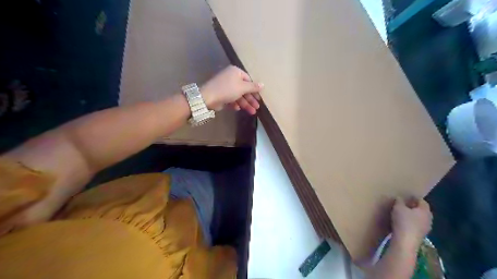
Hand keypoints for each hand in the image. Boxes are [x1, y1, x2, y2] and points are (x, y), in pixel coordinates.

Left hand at [200, 65, 262, 113]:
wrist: (208, 97)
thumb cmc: (227, 89)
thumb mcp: (242, 87)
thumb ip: (253, 87)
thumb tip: (263, 84)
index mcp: (236, 72)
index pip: (248, 80)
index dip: (254, 89)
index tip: (259, 98)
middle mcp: (231, 77)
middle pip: (244, 89)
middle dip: (250, 99)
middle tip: (257, 107)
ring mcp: (225, 87)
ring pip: (238, 95)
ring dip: (245, 104)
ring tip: (252, 112)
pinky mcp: (221, 95)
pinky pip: (231, 99)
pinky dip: (235, 103)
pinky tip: (238, 109)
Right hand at [393, 197, 431, 251]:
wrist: (405, 241)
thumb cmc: (403, 221)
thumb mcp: (398, 207)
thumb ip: (399, 201)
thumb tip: (400, 198)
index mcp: (425, 210)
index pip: (422, 201)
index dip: (414, 198)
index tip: (406, 196)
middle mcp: (428, 219)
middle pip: (421, 210)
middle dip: (414, 207)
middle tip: (403, 204)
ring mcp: (426, 228)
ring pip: (419, 218)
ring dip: (412, 215)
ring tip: (402, 213)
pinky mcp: (420, 235)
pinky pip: (416, 225)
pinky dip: (411, 222)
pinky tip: (403, 222)